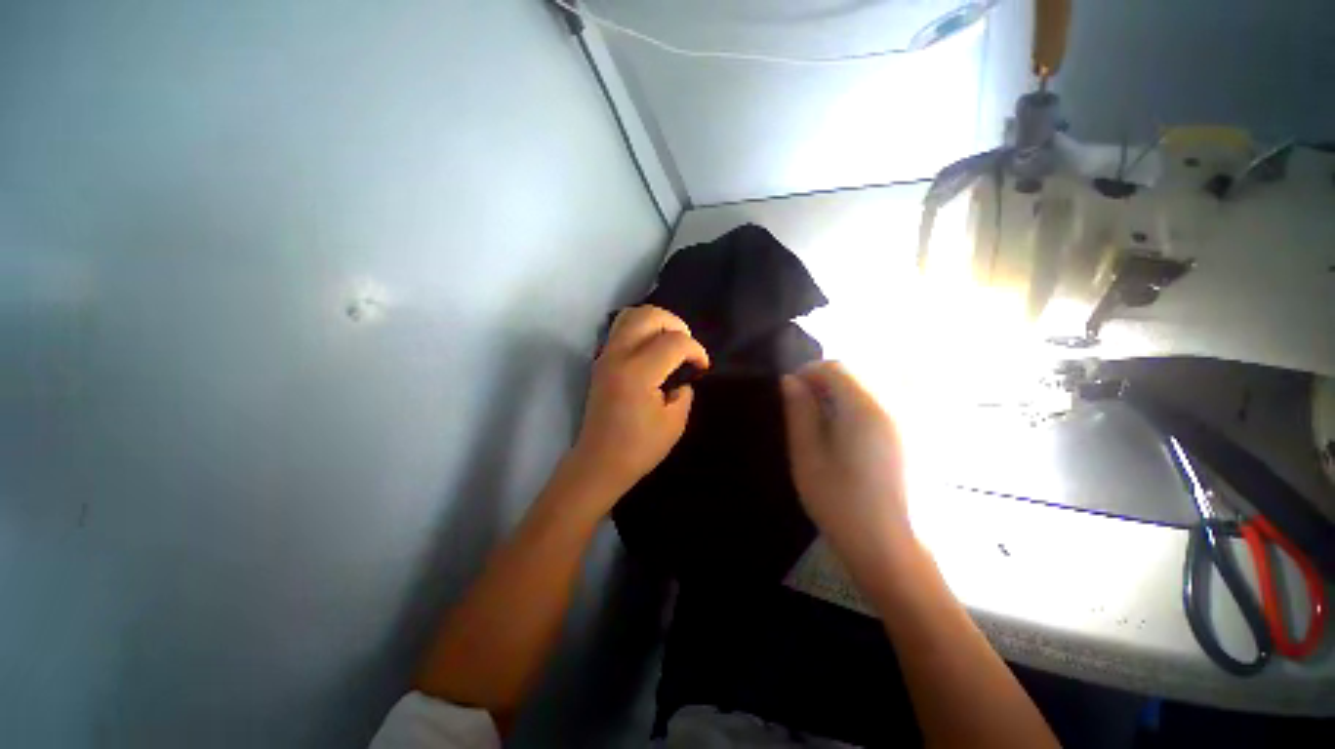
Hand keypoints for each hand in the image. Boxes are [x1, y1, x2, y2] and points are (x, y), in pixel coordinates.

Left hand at [566, 306, 709, 505]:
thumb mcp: (675, 423)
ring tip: (670, 342)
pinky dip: (641, 328)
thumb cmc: (639, 448)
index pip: (674, 342)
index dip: (696, 350)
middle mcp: (619, 356)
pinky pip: (621, 328)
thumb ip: (684, 392)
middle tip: (687, 346)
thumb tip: (683, 378)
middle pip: (649, 315)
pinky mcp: (601, 361)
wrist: (599, 462)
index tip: (702, 367)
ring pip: (631, 315)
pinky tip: (652, 349)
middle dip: (676, 324)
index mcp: (638, 373)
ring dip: (657, 321)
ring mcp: (606, 355)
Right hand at [782, 362, 913, 585]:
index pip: (837, 367)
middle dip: (832, 376)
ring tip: (837, 407)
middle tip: (812, 400)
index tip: (793, 389)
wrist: (894, 550)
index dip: (810, 372)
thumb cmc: (842, 505)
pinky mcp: (932, 432)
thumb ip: (799, 413)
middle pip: (863, 367)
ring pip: (887, 376)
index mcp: (868, 408)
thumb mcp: (807, 457)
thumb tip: (790, 381)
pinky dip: (883, 394)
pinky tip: (867, 418)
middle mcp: (902, 403)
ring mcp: (922, 417)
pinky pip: (909, 393)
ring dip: (857, 383)